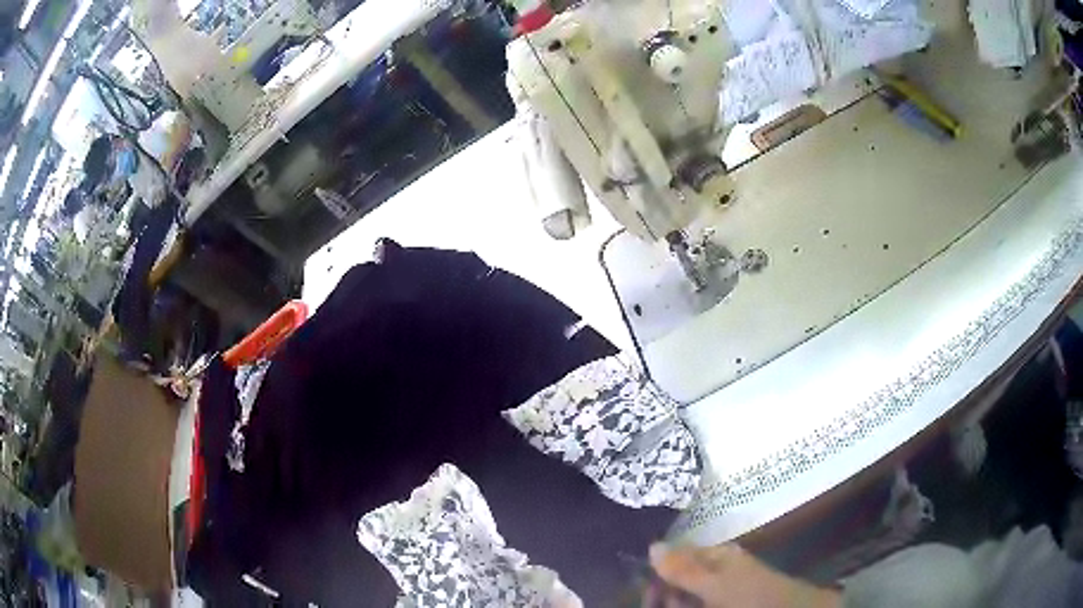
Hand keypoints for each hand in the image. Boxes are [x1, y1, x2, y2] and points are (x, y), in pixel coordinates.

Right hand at [647, 543, 841, 607]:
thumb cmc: (754, 596)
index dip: (658, 576)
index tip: (648, 595)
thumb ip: (684, 569)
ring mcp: (723, 589)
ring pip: (688, 596)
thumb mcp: (716, 584)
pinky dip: (693, 605)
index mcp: (716, 555)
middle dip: (668, 596)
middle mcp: (717, 569)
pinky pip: (701, 602)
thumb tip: (651, 545)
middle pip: (679, 579)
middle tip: (667, 607)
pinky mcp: (728, 601)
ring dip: (679, 604)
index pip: (675, 558)